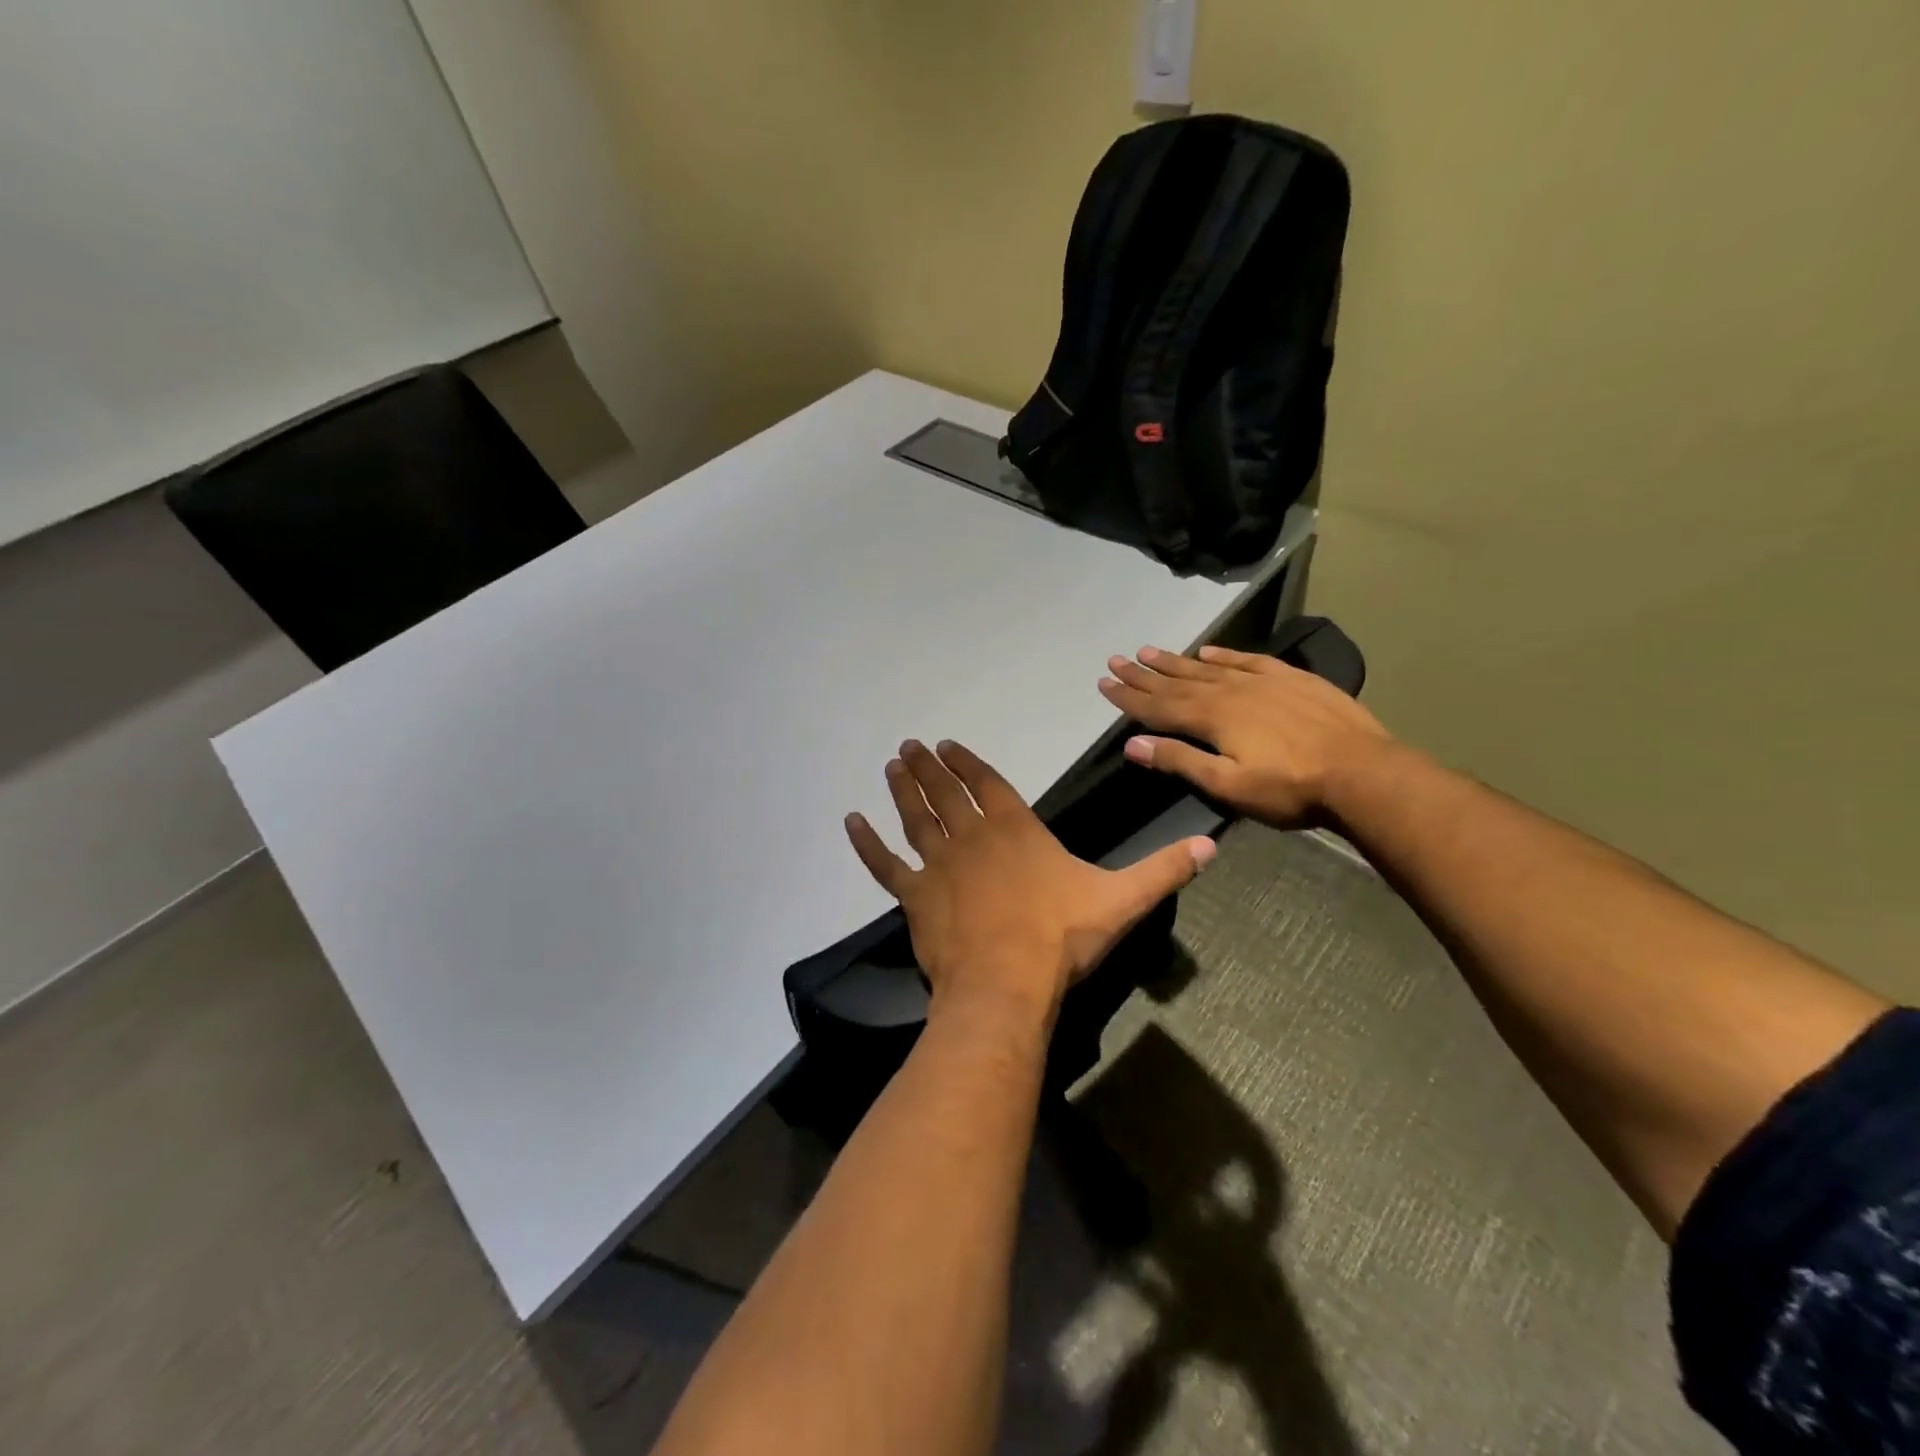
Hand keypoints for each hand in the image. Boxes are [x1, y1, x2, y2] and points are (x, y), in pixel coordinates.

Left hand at [845, 739, 1215, 1024]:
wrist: (1007, 986)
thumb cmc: (1061, 940)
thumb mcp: (1121, 902)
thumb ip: (1162, 871)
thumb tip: (1211, 847)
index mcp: (1015, 830)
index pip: (987, 784)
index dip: (966, 763)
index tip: (946, 745)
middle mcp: (971, 837)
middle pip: (945, 793)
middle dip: (928, 768)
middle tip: (909, 747)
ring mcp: (938, 865)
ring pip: (915, 817)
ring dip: (902, 790)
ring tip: (891, 765)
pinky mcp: (914, 897)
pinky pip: (885, 865)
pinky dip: (867, 844)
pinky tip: (851, 822)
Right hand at [1097, 645, 1394, 825]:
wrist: (1362, 773)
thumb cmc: (1290, 788)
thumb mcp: (1228, 784)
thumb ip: (1180, 761)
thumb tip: (1132, 745)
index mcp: (1211, 718)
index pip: (1158, 706)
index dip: (1129, 697)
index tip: (1104, 684)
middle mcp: (1229, 692)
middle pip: (1177, 681)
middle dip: (1144, 674)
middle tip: (1116, 660)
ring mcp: (1261, 682)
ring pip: (1207, 668)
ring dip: (1176, 661)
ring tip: (1149, 651)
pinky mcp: (1291, 679)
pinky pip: (1247, 660)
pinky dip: (1224, 656)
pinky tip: (1209, 651)